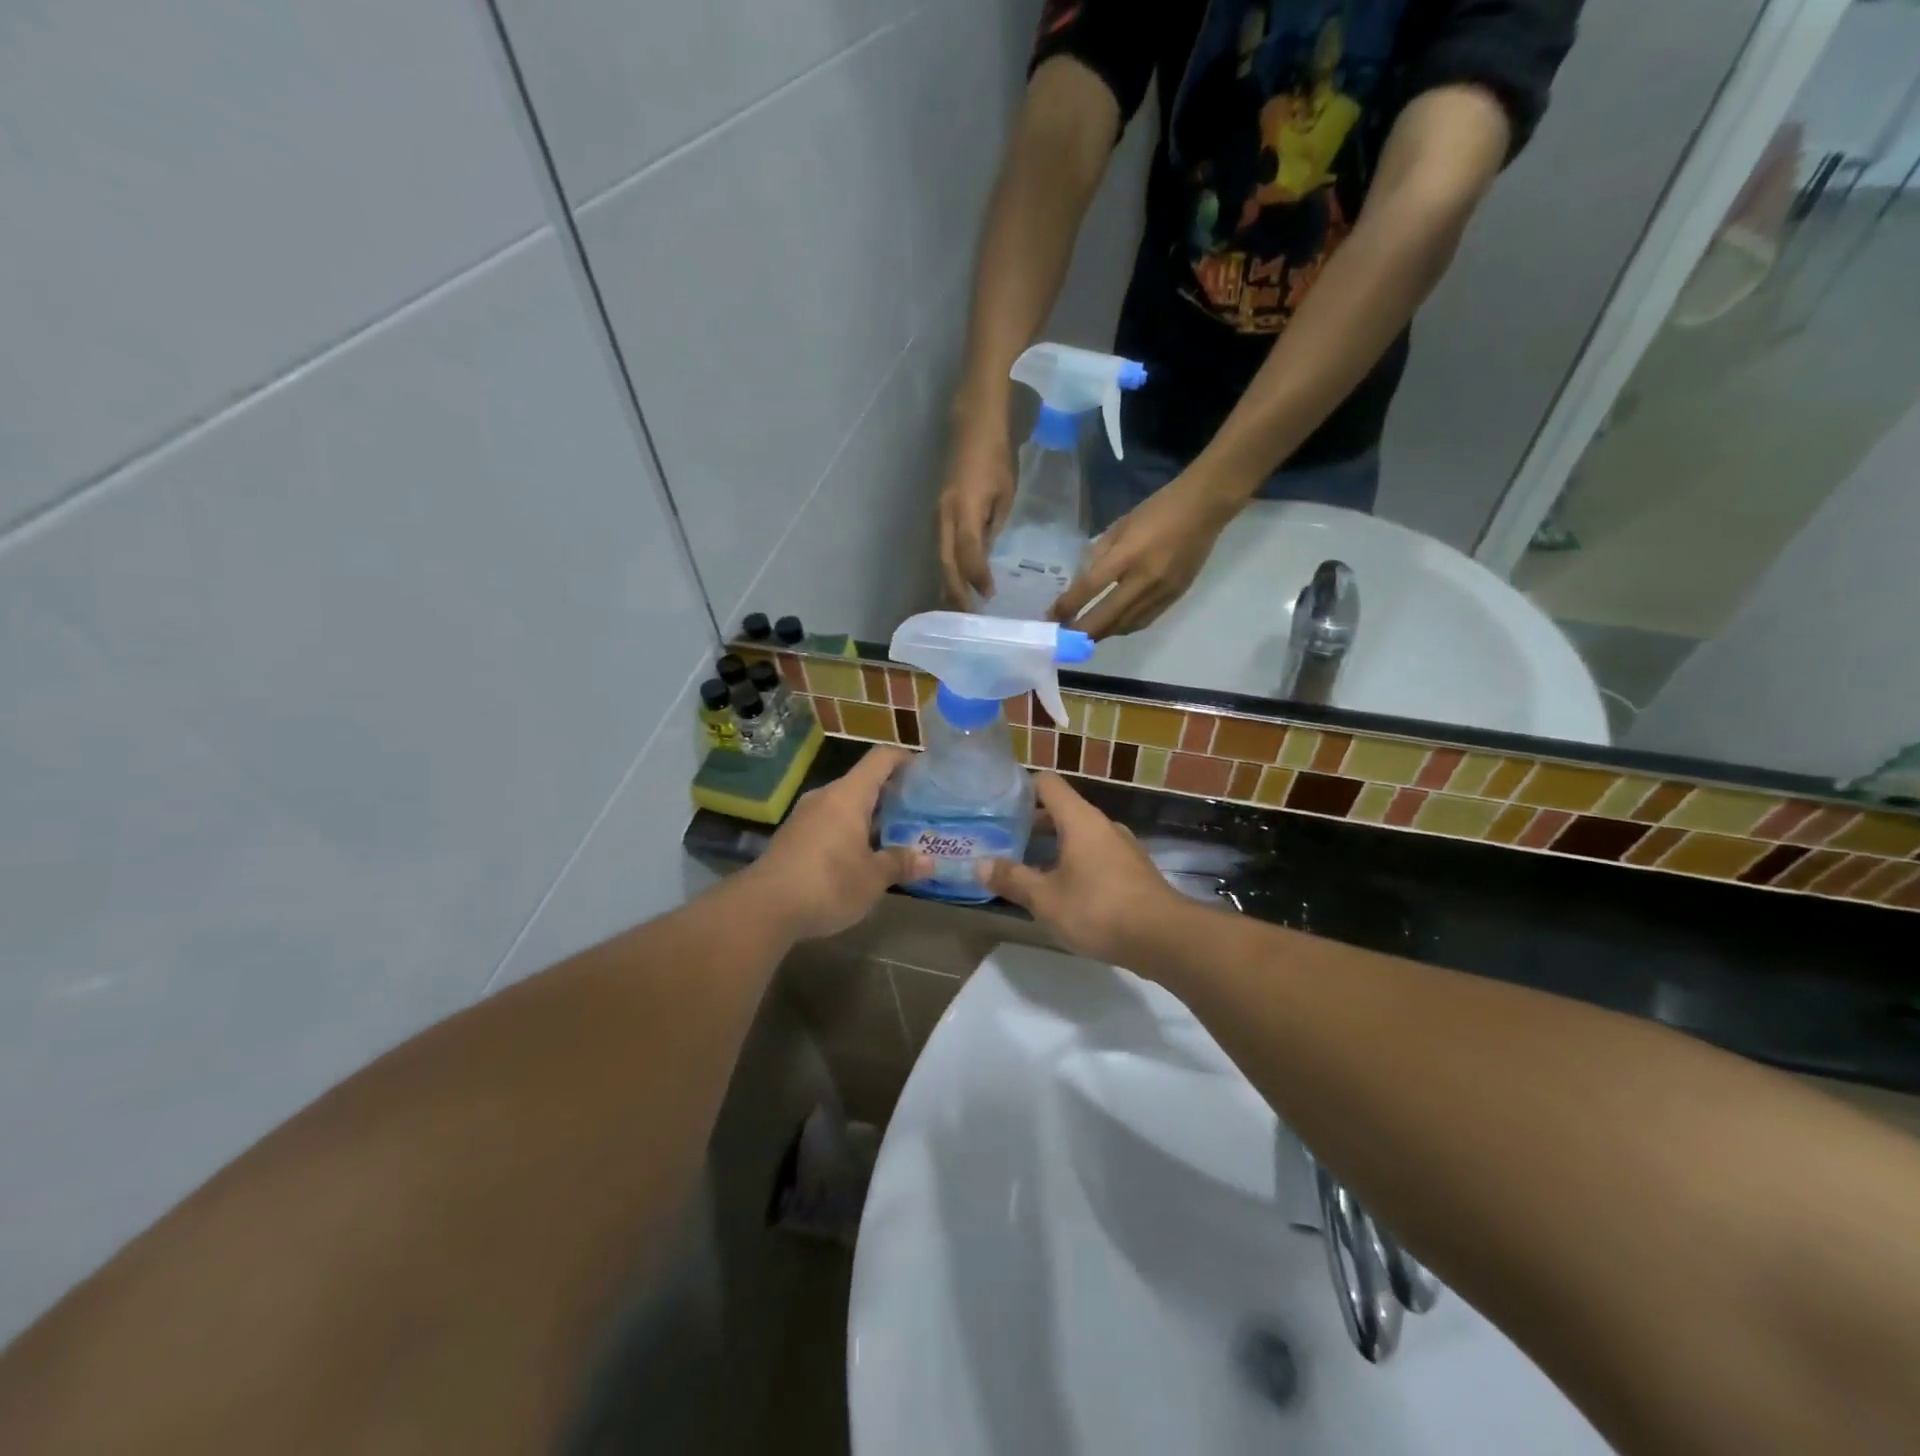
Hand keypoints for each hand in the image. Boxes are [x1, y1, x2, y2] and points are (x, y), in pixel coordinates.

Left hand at [748, 747, 930, 940]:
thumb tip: (928, 861)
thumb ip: (900, 863)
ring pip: (845, 805)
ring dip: (869, 817)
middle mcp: (825, 796)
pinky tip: (860, 858)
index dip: (905, 759)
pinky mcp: (792, 837)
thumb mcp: (873, 878)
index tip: (926, 774)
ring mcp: (805, 816)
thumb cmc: (827, 883)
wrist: (763, 908)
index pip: (881, 758)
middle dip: (891, 796)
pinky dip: (849, 832)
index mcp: (848, 795)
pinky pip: (829, 823)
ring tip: (894, 838)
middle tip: (917, 815)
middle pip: (863, 782)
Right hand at [937, 416, 1014, 605]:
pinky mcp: (939, 513)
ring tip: (957, 607)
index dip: (977, 576)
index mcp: (965, 509)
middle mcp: (945, 516)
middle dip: (954, 590)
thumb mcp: (1005, 493)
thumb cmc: (996, 456)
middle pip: (946, 561)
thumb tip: (986, 556)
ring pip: (940, 557)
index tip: (988, 596)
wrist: (973, 423)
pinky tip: (955, 581)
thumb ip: (994, 526)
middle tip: (965, 615)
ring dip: (948, 583)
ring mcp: (938, 514)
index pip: (968, 553)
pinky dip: (948, 567)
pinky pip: (941, 547)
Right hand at [979, 773, 1186, 963]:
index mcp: (1080, 819)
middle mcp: (1102, 825)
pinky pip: (1096, 855)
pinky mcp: (1133, 871)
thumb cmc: (1098, 909)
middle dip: (1031, 824)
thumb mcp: (1045, 899)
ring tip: (1028, 870)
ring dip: (1053, 847)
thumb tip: (980, 865)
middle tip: (1003, 842)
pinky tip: (1062, 892)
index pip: (1047, 783)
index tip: (998, 806)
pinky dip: (1075, 864)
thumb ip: (1012, 879)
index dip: (1021, 789)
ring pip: (1080, 835)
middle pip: (1062, 810)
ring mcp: (1122, 848)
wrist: (1165, 939)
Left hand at [1051, 474, 1234, 637]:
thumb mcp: (1120, 525)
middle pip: (1107, 617)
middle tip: (1064, 638)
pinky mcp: (1176, 597)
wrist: (1204, 507)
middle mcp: (1145, 579)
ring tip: (1085, 636)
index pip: (1091, 588)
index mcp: (1128, 555)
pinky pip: (1144, 621)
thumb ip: (1100, 555)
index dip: (1068, 606)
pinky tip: (1113, 627)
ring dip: (1103, 633)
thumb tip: (1083, 583)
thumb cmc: (1157, 510)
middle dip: (1082, 631)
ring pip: (1126, 625)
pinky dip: (1124, 627)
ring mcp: (1163, 592)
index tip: (1051, 618)